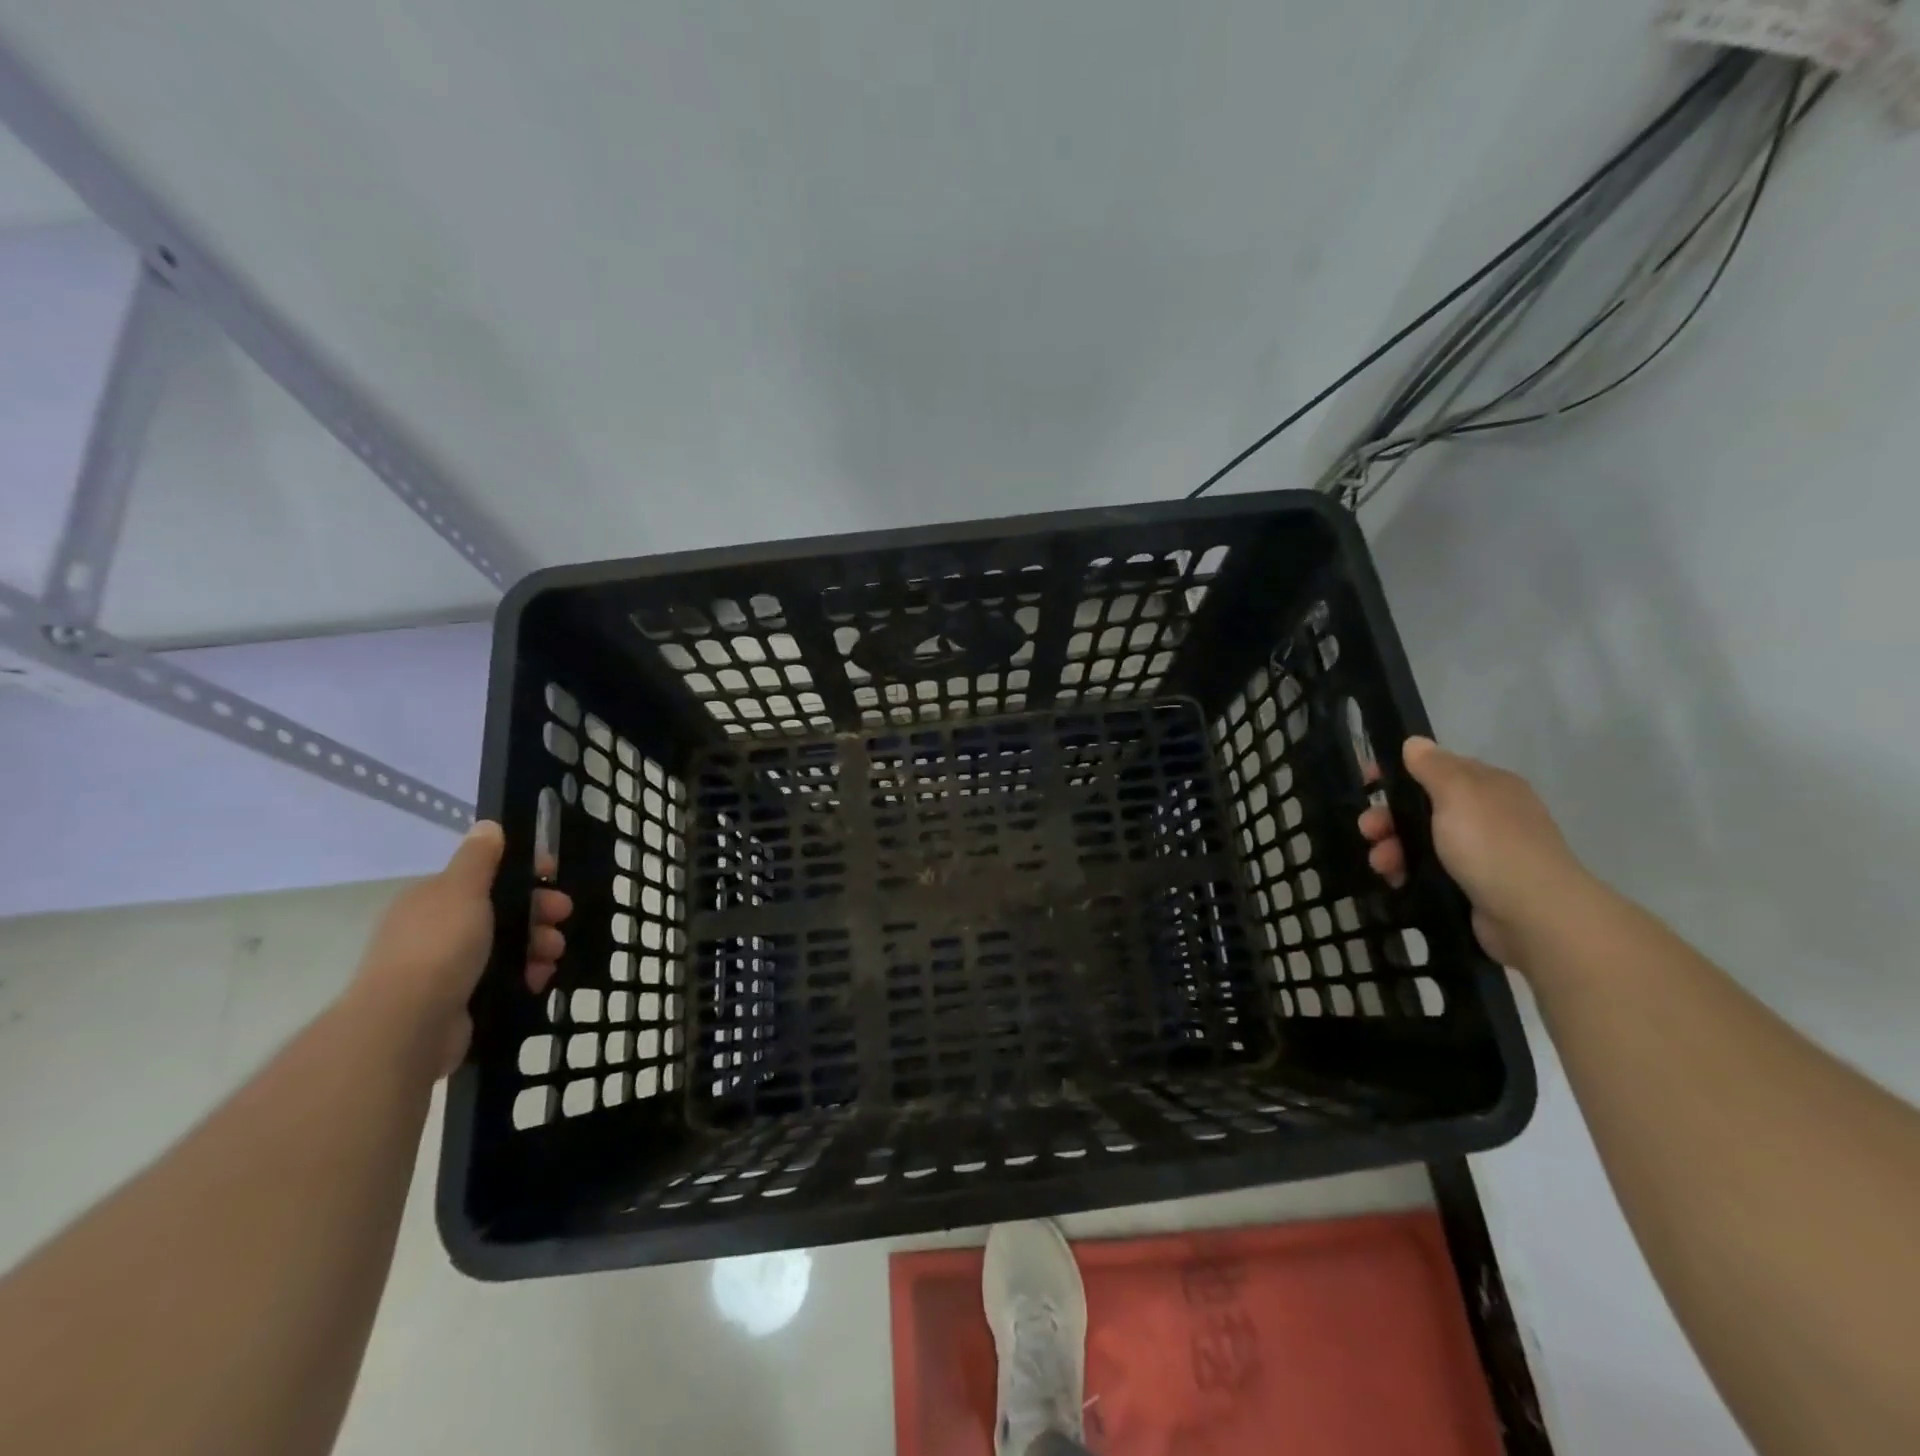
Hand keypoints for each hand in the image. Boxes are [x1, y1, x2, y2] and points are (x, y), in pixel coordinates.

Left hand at [350, 821, 572, 1074]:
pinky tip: (537, 980)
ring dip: (537, 946)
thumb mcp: (463, 890)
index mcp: (433, 899)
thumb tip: (487, 825)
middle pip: (501, 911)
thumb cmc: (439, 946)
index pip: (485, 876)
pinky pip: (502, 979)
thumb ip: (479, 858)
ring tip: (552, 958)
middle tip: (561, 919)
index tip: (553, 877)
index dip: (522, 873)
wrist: (408, 1025)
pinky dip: (524, 976)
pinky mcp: (459, 1001)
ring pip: (506, 946)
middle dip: (537, 913)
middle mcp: (436, 930)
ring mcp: (445, 968)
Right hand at [1357, 736, 1588, 967]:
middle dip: (1389, 817)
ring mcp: (1482, 852)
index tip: (1366, 783)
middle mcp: (1487, 814)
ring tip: (1381, 865)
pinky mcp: (1474, 885)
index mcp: (1488, 785)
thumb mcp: (1458, 794)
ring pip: (1422, 841)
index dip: (1398, 772)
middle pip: (1423, 806)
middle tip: (1368, 832)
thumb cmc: (1491, 845)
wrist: (1534, 916)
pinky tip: (1396, 881)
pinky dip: (1408, 872)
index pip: (1436, 767)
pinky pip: (1429, 870)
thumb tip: (1414, 743)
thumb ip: (1432, 767)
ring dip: (1393, 848)